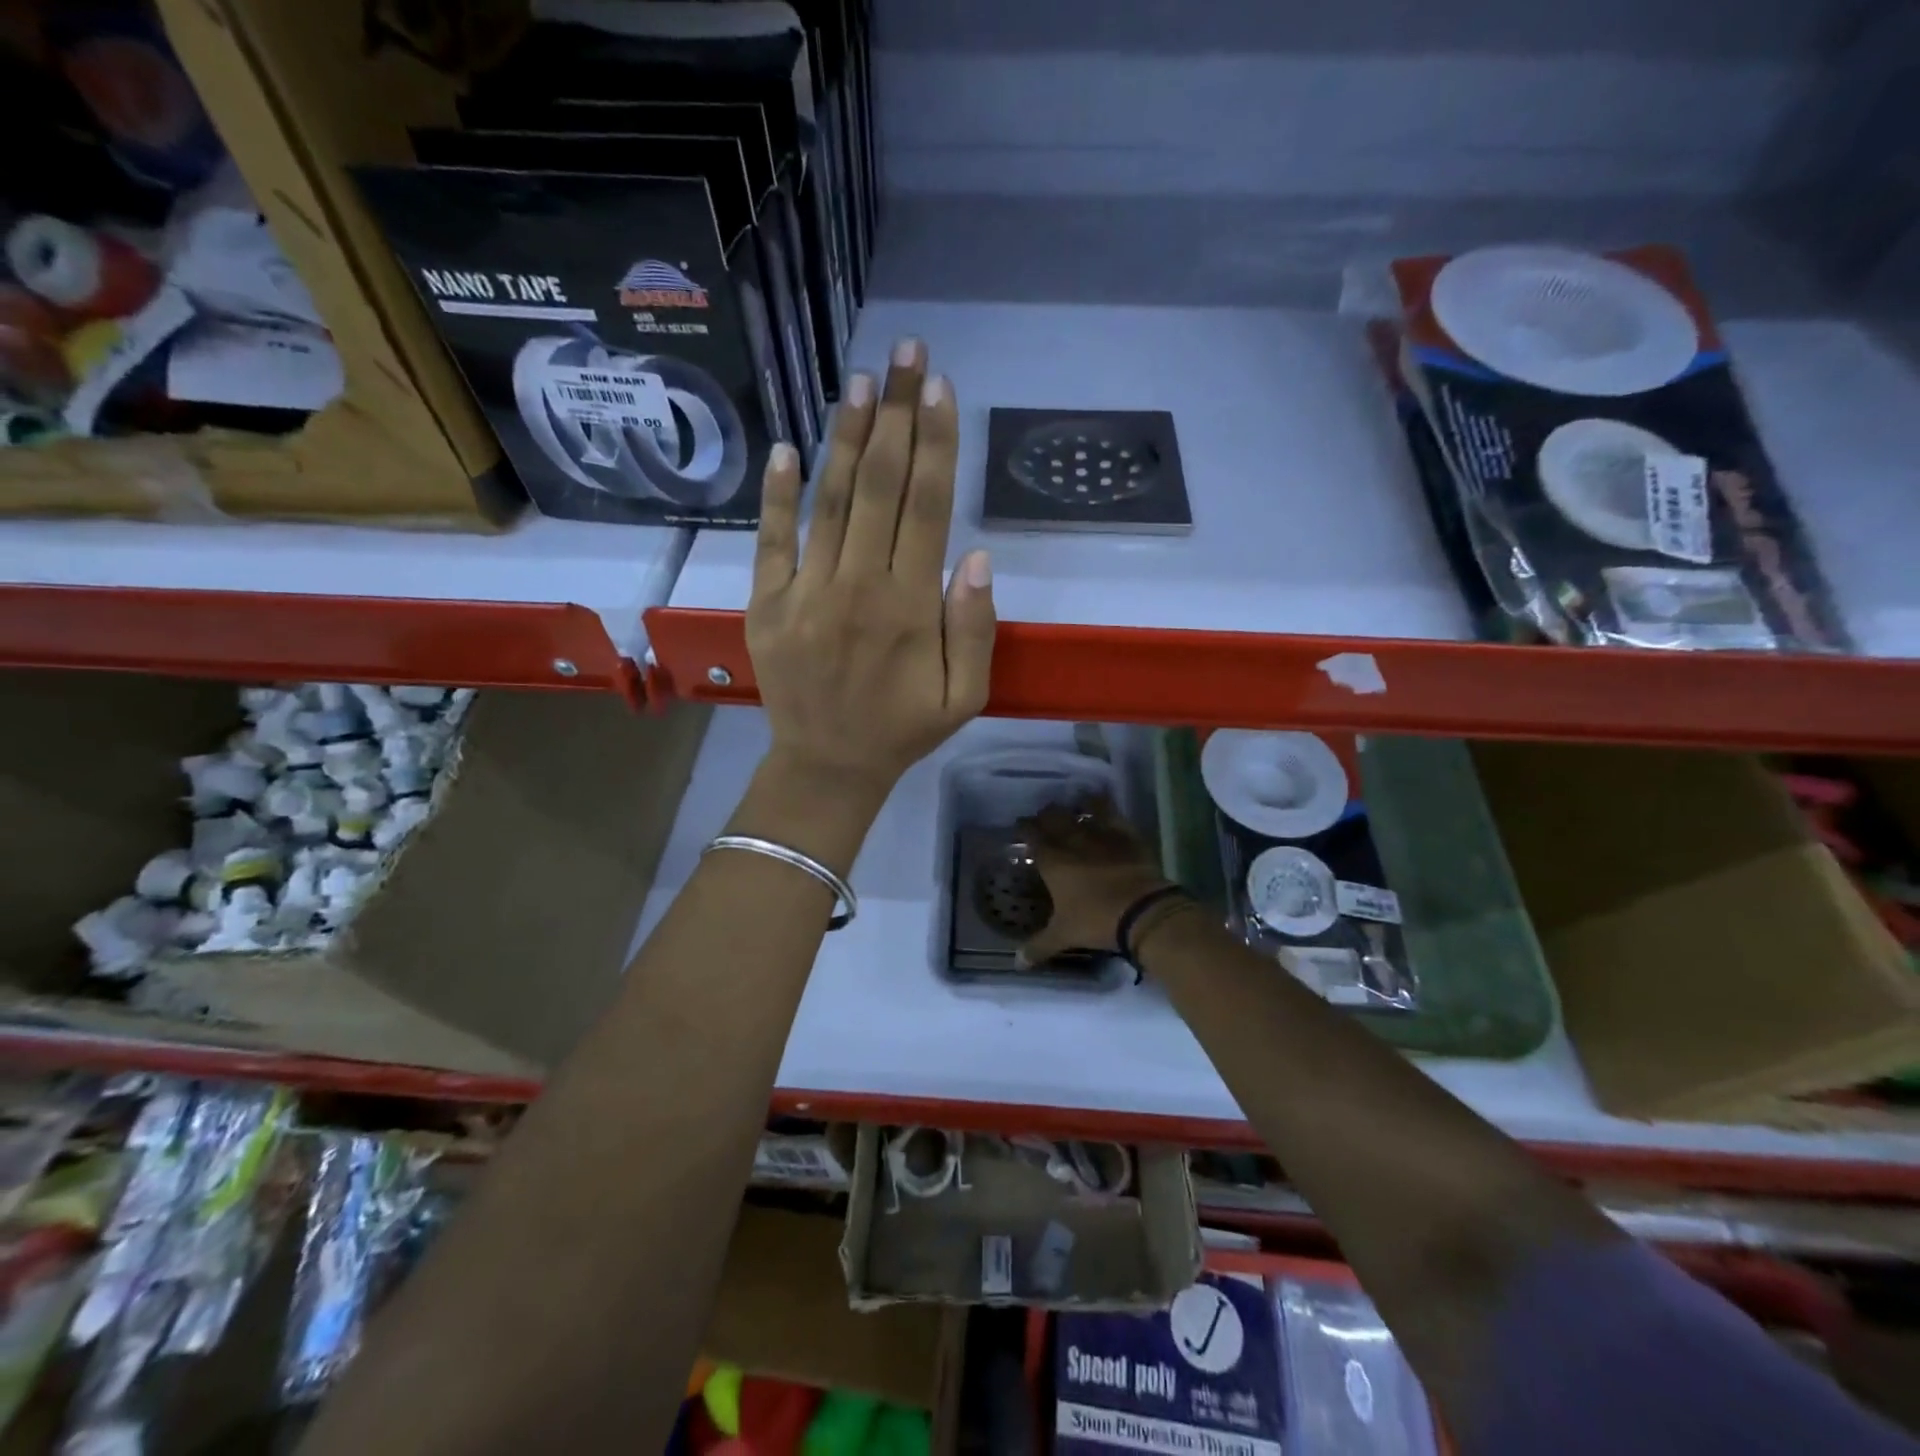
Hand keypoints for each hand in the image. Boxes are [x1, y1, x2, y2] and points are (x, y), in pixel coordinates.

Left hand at [747, 338, 996, 799]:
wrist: (827, 765)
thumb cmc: (902, 729)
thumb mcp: (963, 696)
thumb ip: (973, 628)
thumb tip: (974, 555)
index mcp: (909, 607)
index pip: (927, 507)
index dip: (936, 443)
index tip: (941, 388)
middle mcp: (857, 586)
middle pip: (881, 486)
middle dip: (897, 414)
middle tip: (907, 353)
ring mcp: (805, 592)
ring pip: (830, 501)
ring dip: (847, 437)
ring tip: (861, 381)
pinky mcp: (766, 604)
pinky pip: (771, 540)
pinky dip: (776, 494)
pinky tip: (786, 448)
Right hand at [1017, 796, 1173, 964]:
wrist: (1143, 911)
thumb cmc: (1096, 921)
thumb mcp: (1064, 936)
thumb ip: (1038, 946)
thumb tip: (1017, 963)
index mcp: (1052, 860)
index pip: (1031, 835)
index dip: (1024, 828)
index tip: (1021, 827)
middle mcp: (1073, 840)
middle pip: (1054, 816)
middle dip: (1046, 815)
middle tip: (1044, 819)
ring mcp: (1101, 833)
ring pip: (1083, 808)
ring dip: (1075, 806)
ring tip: (1073, 806)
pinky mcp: (1126, 834)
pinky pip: (1113, 812)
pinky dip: (1105, 805)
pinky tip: (1103, 803)